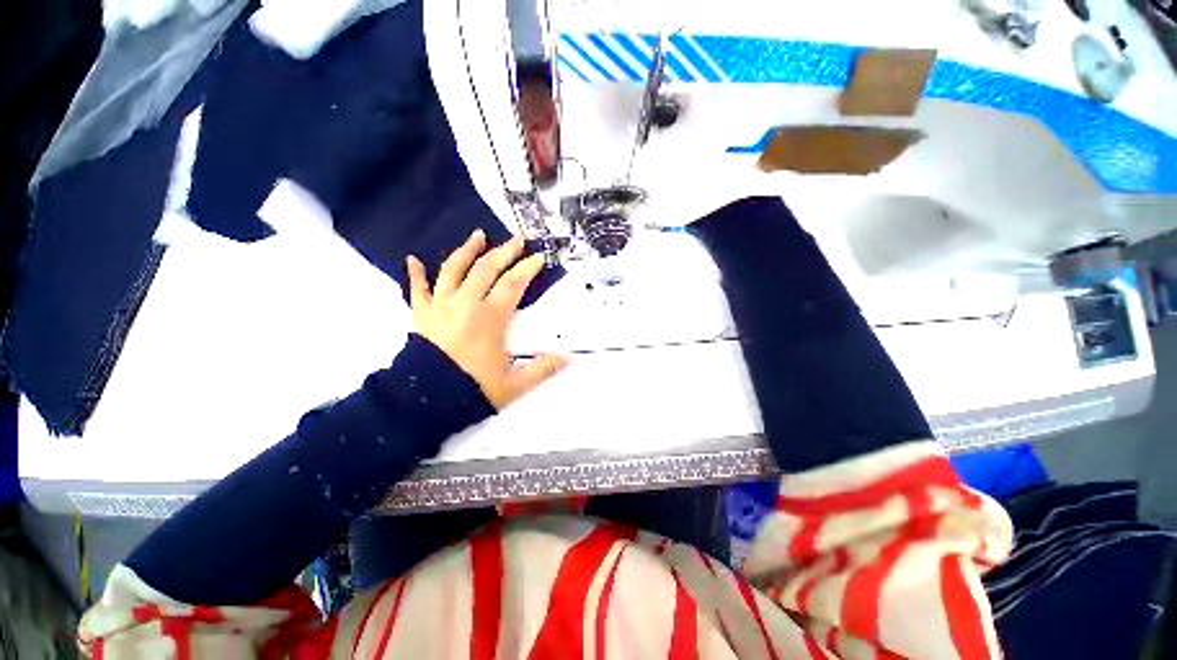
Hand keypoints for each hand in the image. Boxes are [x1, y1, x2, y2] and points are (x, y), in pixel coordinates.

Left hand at [406, 230, 568, 408]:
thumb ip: (542, 370)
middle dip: (504, 252)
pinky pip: (417, 289)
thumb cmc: (472, 389)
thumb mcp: (514, 384)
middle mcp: (465, 304)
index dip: (527, 269)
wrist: (425, 402)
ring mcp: (440, 306)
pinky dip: (416, 274)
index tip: (538, 257)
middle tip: (516, 239)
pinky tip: (413, 260)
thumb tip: (568, 359)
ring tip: (478, 235)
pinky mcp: (421, 315)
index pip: (512, 284)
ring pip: (453, 270)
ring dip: (467, 251)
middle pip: (486, 269)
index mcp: (489, 318)